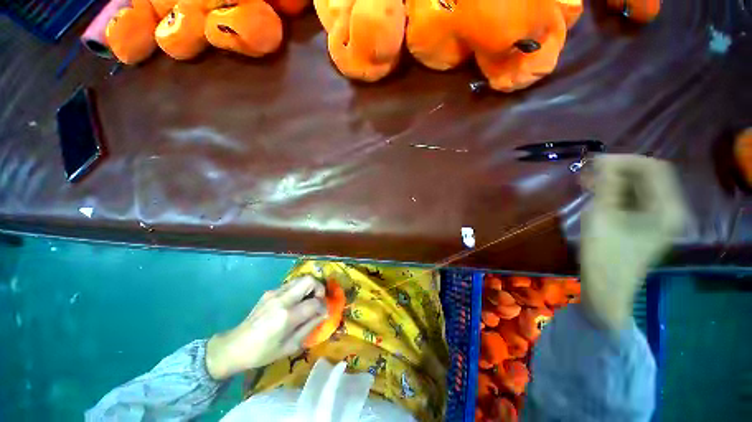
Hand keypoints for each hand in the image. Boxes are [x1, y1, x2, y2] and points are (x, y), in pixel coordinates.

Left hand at [205, 276, 327, 379]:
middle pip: (309, 280)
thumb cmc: (262, 353)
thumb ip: (309, 327)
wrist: (234, 347)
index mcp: (286, 316)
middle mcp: (282, 299)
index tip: (325, 312)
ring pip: (300, 278)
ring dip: (309, 287)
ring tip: (308, 300)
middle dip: (319, 288)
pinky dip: (299, 289)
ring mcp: (274, 293)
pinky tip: (295, 303)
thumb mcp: (289, 346)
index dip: (324, 306)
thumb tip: (323, 314)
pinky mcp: (270, 291)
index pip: (315, 303)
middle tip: (319, 300)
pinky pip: (291, 284)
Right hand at [580, 155, 685, 329]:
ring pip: (639, 187)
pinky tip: (595, 192)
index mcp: (666, 209)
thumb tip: (602, 161)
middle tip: (588, 171)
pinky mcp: (646, 225)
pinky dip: (615, 192)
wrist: (606, 289)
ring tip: (588, 180)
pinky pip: (634, 199)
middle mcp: (669, 210)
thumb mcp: (602, 217)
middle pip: (648, 176)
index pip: (653, 168)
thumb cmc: (604, 256)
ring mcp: (659, 219)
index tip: (595, 162)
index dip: (625, 160)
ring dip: (615, 180)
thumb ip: (606, 186)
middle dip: (618, 169)